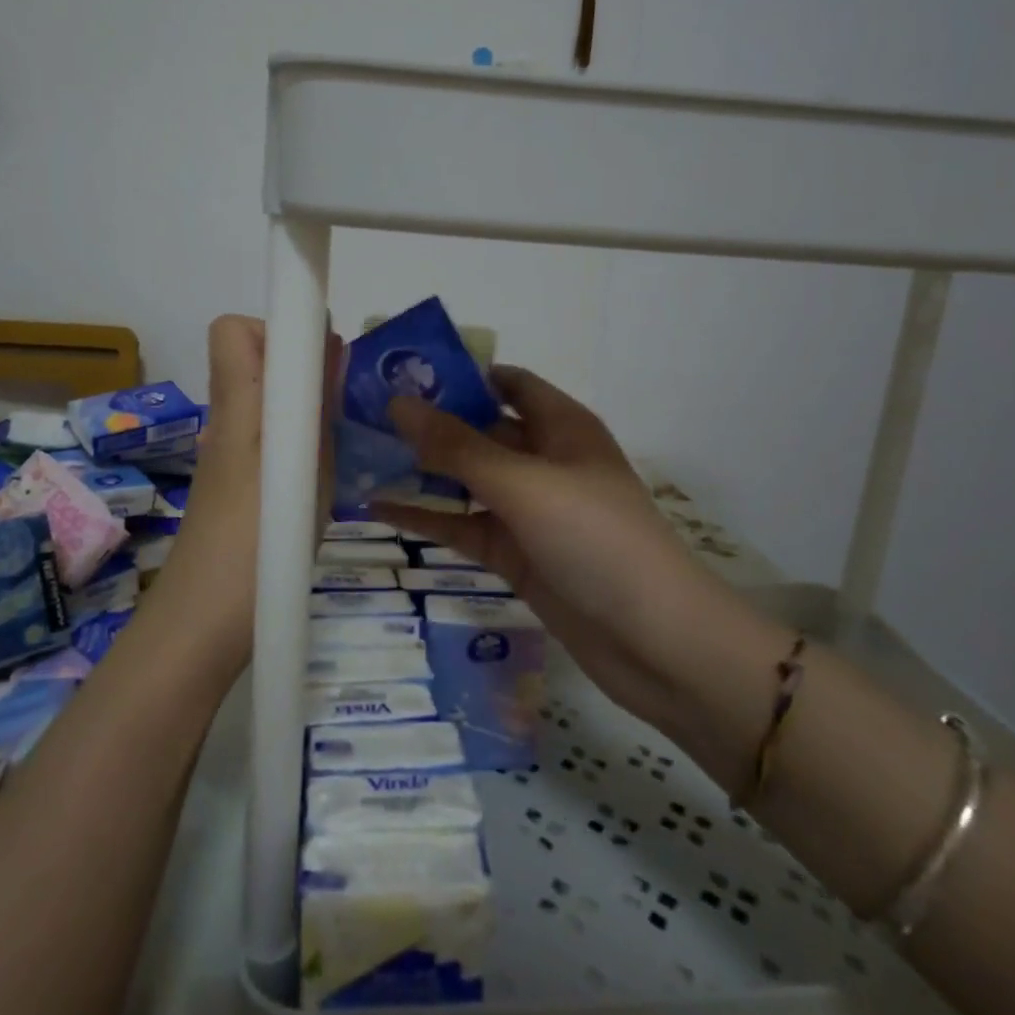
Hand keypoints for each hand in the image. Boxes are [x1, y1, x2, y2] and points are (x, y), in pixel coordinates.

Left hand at [153, 315, 338, 671]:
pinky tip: (318, 478)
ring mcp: (225, 453)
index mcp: (238, 406)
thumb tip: (328, 348)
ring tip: (339, 442)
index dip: (275, 328)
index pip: (232, 330)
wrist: (203, 623)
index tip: (320, 355)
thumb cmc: (258, 544)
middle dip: (298, 367)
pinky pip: (262, 436)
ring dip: (299, 406)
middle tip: (339, 401)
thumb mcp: (307, 473)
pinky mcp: (231, 483)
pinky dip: (291, 440)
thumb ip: (318, 407)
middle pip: (250, 360)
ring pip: (261, 400)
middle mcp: (225, 420)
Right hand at [377, 367, 726, 728]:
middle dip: (428, 422)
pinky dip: (426, 517)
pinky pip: (462, 525)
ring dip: (421, 470)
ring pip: (466, 480)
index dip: (461, 374)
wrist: (653, 641)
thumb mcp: (523, 484)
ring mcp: (528, 510)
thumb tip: (397, 403)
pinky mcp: (514, 553)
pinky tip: (377, 508)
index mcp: (560, 426)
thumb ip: (457, 446)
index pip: (508, 382)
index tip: (404, 373)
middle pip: (479, 430)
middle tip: (365, 414)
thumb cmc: (595, 538)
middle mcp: (543, 461)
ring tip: (362, 455)